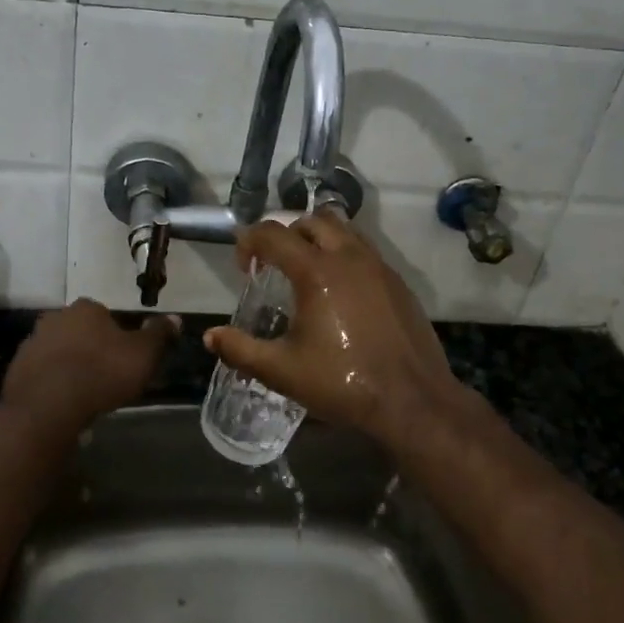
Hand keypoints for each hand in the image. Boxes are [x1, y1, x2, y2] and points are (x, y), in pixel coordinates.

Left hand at [0, 299, 177, 426]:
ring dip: (69, 364)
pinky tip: (62, 402)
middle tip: (105, 376)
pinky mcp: (17, 368)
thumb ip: (159, 334)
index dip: (117, 337)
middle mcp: (56, 317)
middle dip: (91, 348)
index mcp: (87, 308)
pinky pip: (41, 372)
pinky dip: (51, 382)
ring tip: (84, 392)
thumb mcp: (144, 354)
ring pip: (59, 350)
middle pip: (80, 330)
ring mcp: (32, 341)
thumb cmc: (102, 373)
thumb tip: (175, 318)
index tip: (124, 359)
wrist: (48, 407)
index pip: (106, 316)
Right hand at [204, 212, 462, 439]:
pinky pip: (364, 251)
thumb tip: (210, 337)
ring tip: (307, 271)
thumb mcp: (282, 371)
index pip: (273, 234)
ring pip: (343, 230)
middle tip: (274, 265)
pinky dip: (344, 255)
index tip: (244, 266)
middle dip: (286, 234)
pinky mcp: (398, 282)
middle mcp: (348, 257)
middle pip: (311, 221)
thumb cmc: (343, 383)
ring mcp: (378, 267)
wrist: (413, 401)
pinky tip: (340, 292)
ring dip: (318, 239)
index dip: (250, 241)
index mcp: (316, 272)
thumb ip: (241, 350)